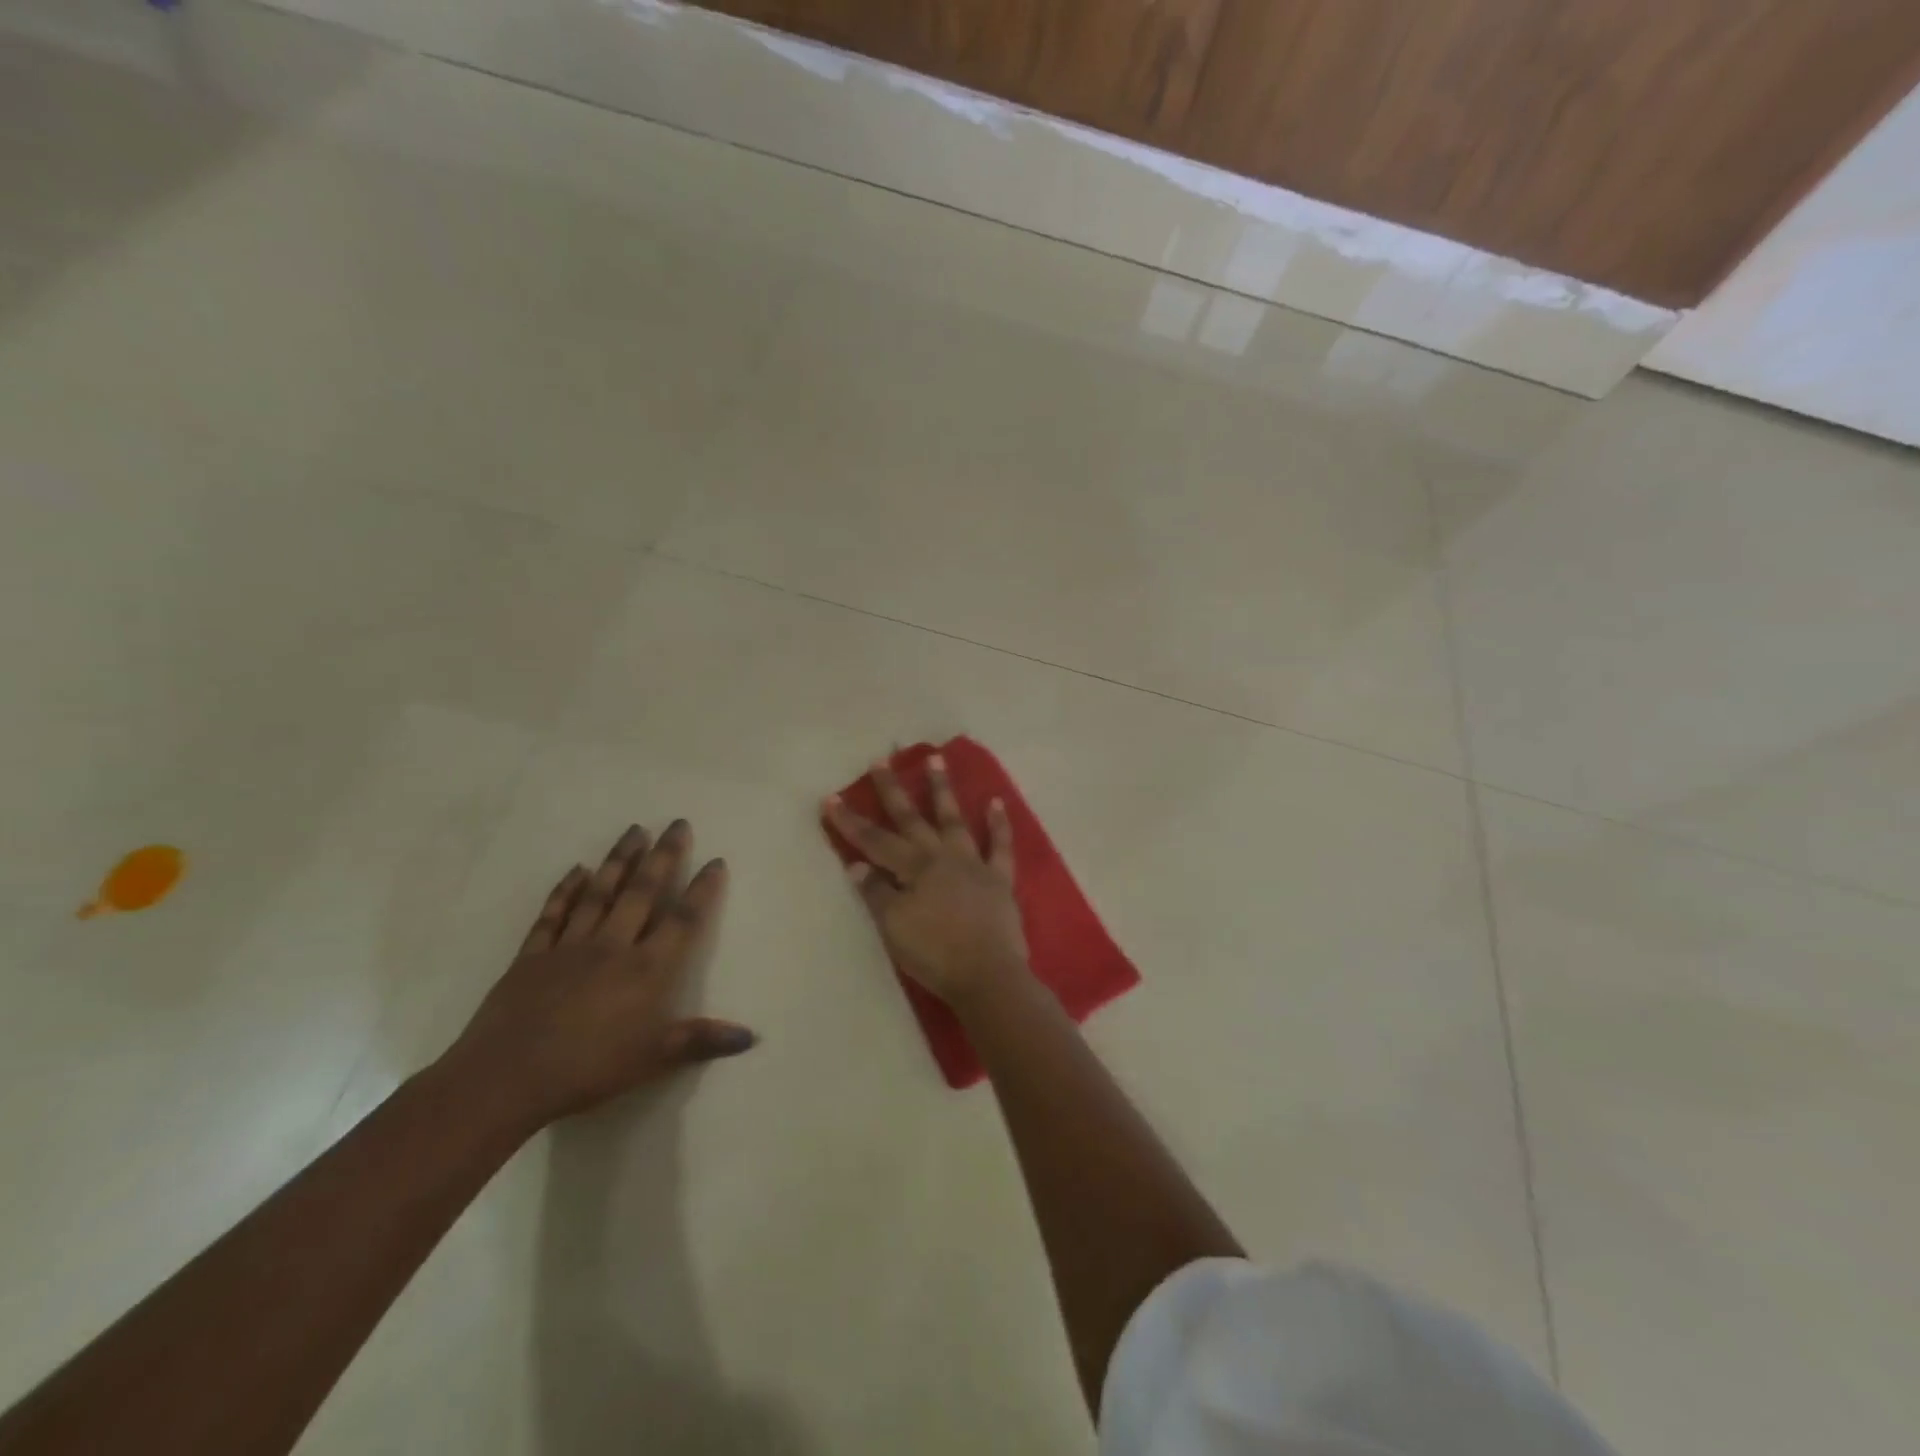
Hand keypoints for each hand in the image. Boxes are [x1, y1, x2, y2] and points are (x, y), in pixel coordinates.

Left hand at [443, 821, 754, 1131]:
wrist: (504, 1079)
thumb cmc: (587, 1069)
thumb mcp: (653, 1060)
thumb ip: (701, 1041)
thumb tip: (750, 1036)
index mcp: (646, 970)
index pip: (682, 921)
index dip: (702, 891)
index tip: (715, 861)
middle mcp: (612, 947)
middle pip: (642, 893)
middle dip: (663, 856)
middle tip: (677, 823)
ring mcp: (570, 947)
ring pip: (600, 894)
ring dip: (619, 860)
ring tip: (635, 830)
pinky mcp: (532, 956)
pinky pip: (553, 915)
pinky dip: (565, 890)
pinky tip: (577, 870)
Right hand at [824, 754, 1027, 1007]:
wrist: (987, 974)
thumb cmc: (934, 953)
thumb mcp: (894, 927)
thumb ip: (877, 893)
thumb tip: (857, 865)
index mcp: (914, 868)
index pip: (874, 841)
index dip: (850, 821)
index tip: (830, 798)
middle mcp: (942, 856)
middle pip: (912, 819)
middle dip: (893, 790)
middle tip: (882, 760)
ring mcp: (973, 864)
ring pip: (954, 820)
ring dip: (943, 790)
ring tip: (937, 759)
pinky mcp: (999, 879)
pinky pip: (1000, 846)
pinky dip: (999, 824)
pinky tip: (997, 802)